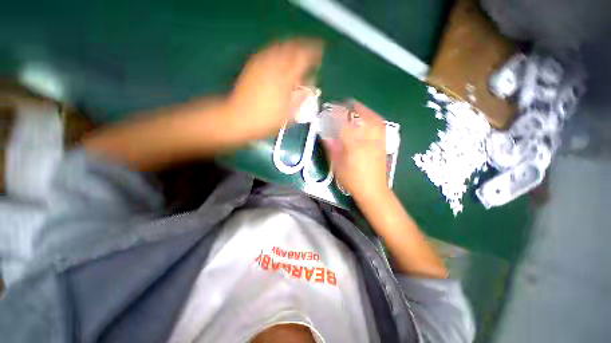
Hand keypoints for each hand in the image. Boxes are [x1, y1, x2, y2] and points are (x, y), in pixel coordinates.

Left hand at [227, 38, 322, 139]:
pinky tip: (280, 56)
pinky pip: (268, 51)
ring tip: (298, 51)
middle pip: (292, 47)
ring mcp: (262, 64)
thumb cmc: (266, 120)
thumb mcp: (288, 116)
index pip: (303, 58)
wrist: (238, 118)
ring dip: (291, 46)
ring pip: (280, 46)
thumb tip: (310, 88)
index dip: (313, 53)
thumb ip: (301, 99)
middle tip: (310, 50)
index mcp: (285, 79)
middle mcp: (274, 66)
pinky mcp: (253, 65)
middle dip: (303, 46)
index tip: (320, 53)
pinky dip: (278, 50)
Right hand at [324, 102, 389, 200]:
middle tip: (347, 103)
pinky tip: (370, 119)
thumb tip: (326, 136)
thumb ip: (333, 149)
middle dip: (354, 108)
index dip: (338, 114)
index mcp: (354, 146)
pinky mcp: (383, 145)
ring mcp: (378, 142)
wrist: (373, 190)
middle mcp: (368, 141)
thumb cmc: (353, 180)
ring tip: (358, 107)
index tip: (332, 107)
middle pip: (362, 118)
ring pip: (374, 120)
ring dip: (366, 111)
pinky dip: (374, 119)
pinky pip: (380, 127)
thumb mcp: (338, 166)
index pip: (344, 125)